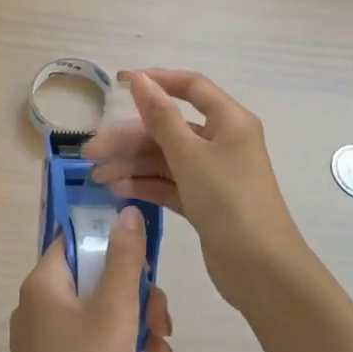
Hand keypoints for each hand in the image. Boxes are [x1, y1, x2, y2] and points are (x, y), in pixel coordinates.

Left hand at [9, 206, 172, 351]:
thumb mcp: (115, 310)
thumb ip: (124, 257)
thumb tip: (127, 211)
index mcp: (42, 283)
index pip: (78, 239)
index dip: (113, 241)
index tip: (145, 261)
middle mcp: (36, 304)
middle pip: (93, 275)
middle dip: (135, 291)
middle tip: (160, 318)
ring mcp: (43, 338)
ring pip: (97, 308)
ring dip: (134, 319)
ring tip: (161, 345)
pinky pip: (90, 337)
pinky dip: (119, 343)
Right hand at [83, 71, 302, 308]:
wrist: (262, 271)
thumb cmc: (229, 201)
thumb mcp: (190, 156)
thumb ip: (162, 117)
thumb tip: (141, 80)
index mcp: (229, 121)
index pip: (191, 87)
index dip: (156, 81)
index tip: (120, 83)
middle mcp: (222, 141)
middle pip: (170, 127)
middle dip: (130, 138)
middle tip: (91, 152)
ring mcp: (213, 173)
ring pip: (166, 158)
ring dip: (132, 164)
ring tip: (98, 177)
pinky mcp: (205, 201)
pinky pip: (170, 183)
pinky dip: (146, 185)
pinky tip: (118, 190)